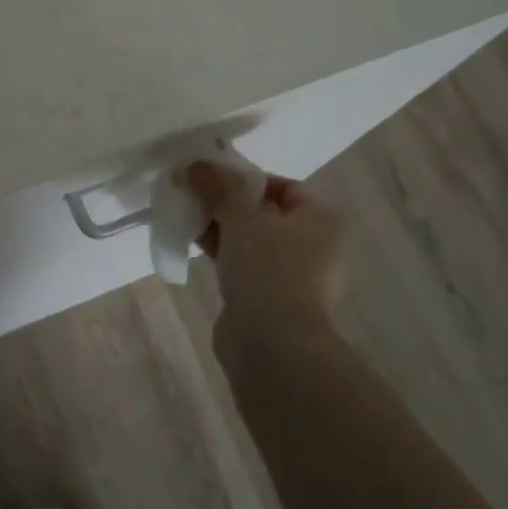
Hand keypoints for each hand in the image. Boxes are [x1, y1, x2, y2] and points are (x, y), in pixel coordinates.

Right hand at [187, 162, 343, 338]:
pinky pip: (244, 263)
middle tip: (195, 193)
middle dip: (228, 202)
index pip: (284, 185)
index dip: (247, 179)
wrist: (273, 344)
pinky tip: (191, 241)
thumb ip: (219, 187)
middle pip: (265, 211)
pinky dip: (222, 251)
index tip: (215, 179)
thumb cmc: (268, 268)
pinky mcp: (270, 297)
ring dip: (220, 226)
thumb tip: (197, 164)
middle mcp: (314, 243)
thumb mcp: (240, 217)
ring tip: (186, 214)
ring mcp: (293, 274)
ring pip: (251, 239)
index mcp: (321, 218)